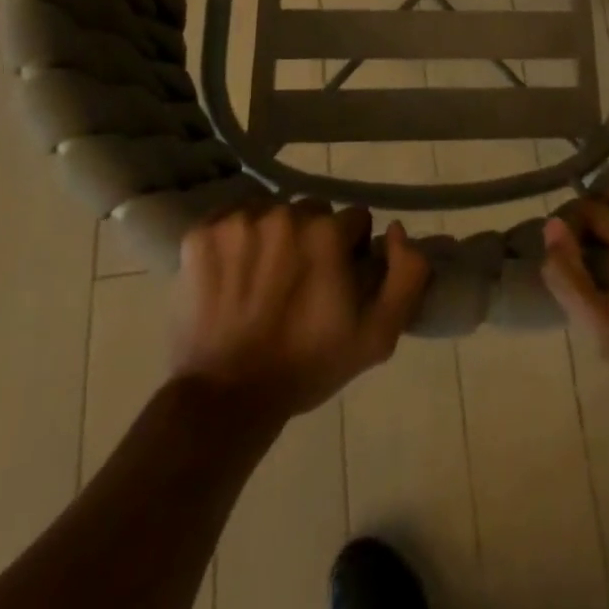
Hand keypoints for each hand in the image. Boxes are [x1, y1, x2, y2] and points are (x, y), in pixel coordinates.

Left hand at [172, 202, 428, 421]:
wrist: (225, 398)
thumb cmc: (306, 365)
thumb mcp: (378, 334)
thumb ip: (407, 274)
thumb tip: (396, 230)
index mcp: (327, 233)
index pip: (354, 220)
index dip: (350, 251)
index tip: (337, 281)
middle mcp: (284, 214)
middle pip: (311, 211)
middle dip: (313, 238)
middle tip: (300, 281)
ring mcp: (238, 221)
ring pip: (271, 210)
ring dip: (274, 235)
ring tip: (263, 278)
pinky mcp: (201, 233)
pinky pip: (230, 217)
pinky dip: (235, 237)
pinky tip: (233, 271)